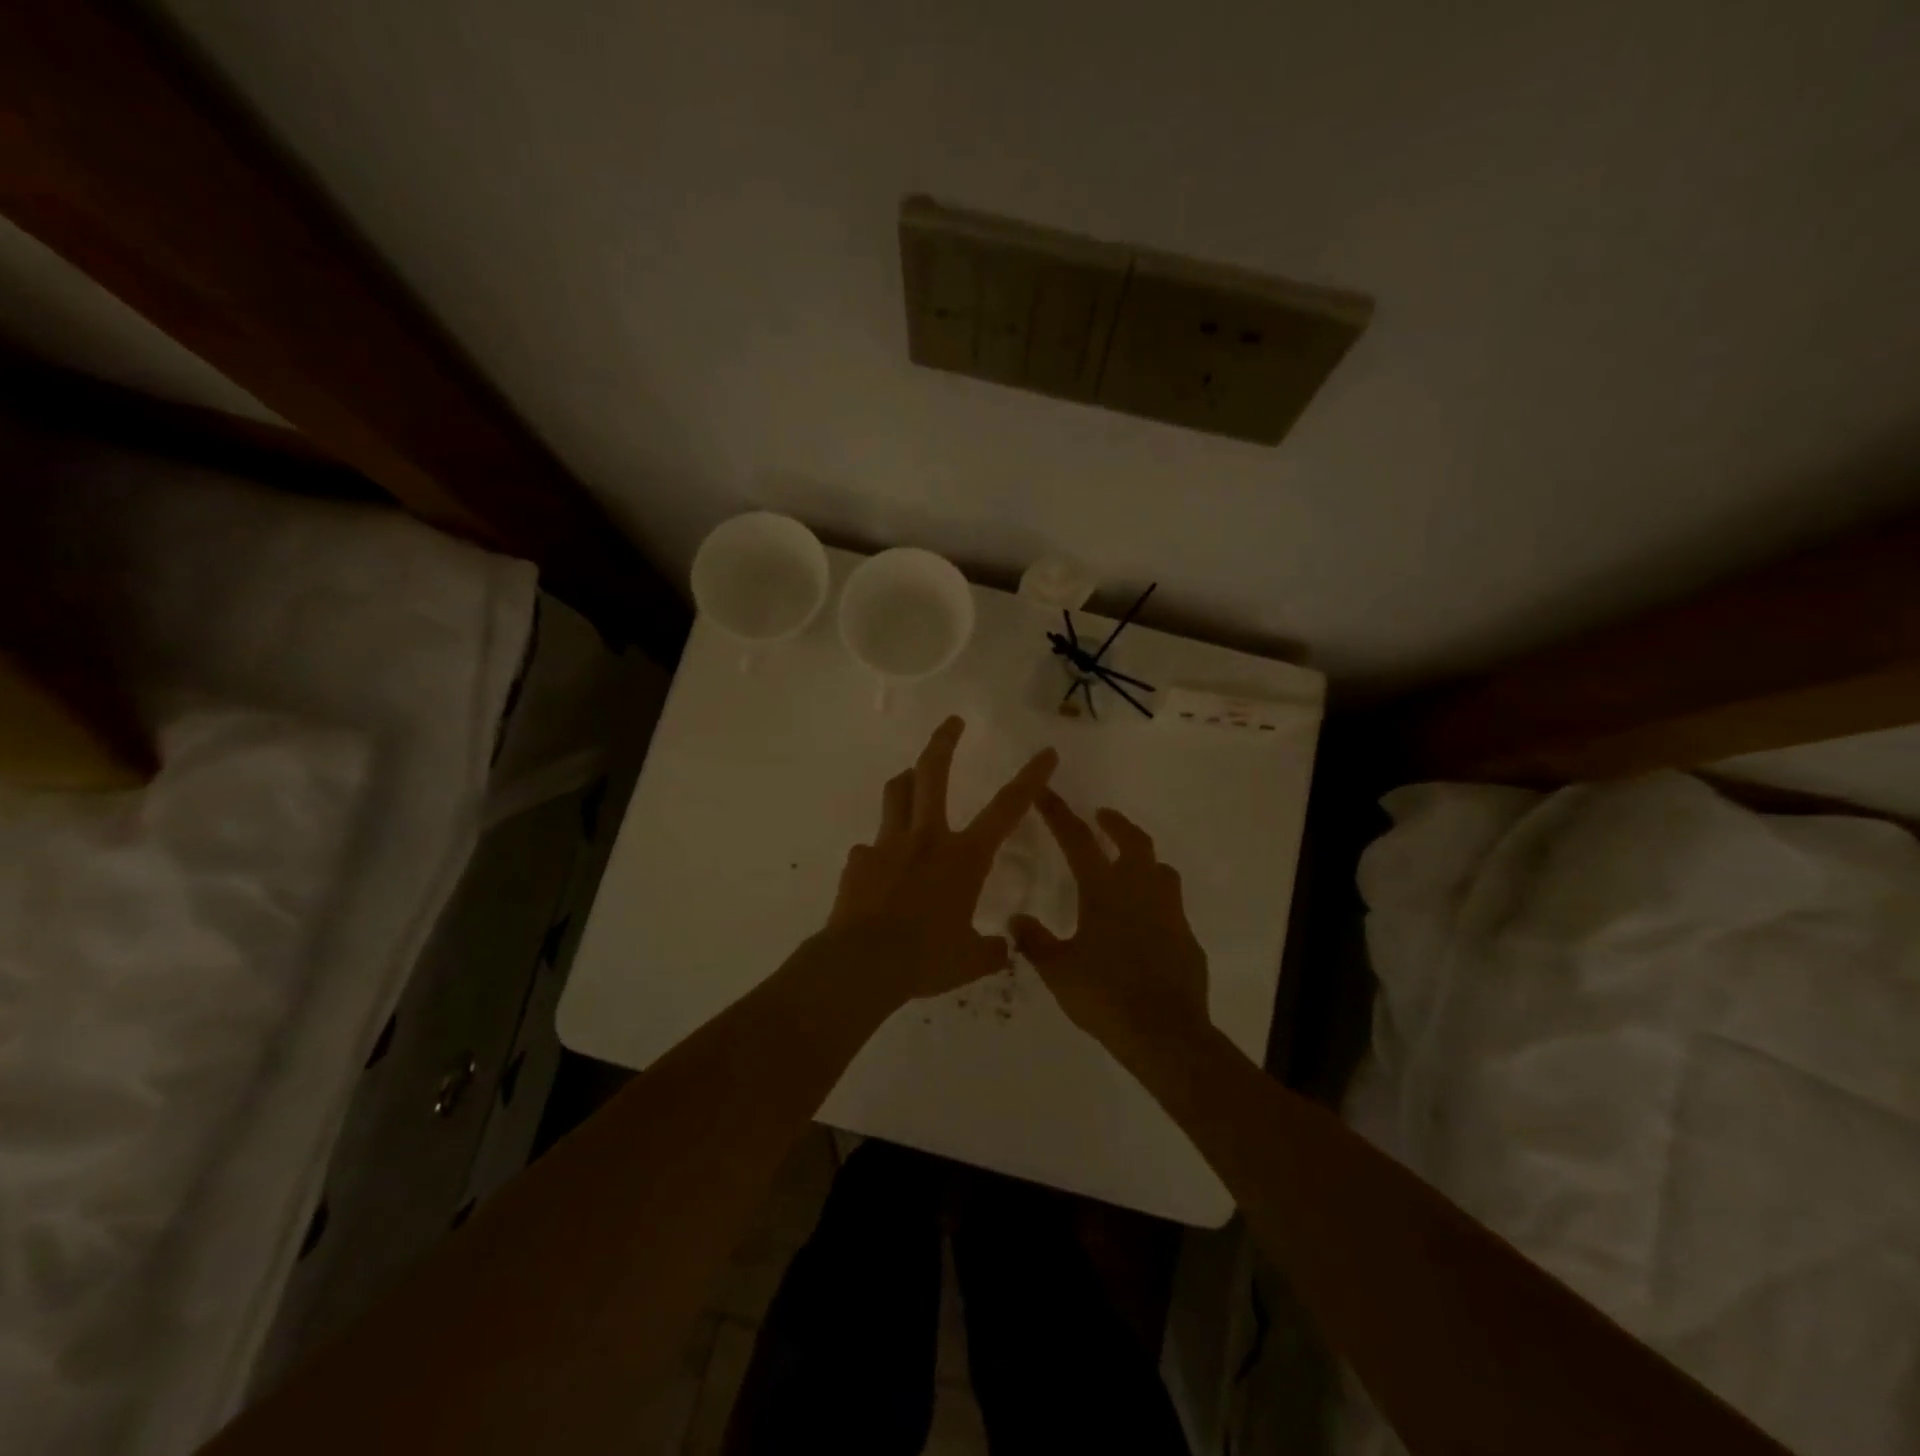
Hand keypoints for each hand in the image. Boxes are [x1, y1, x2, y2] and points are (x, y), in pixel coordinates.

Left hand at [827, 717, 1057, 1004]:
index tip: (1045, 752)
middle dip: (944, 741)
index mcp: (963, 857)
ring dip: (906, 779)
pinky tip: (879, 870)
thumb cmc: (925, 958)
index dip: (1030, 778)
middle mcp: (926, 838)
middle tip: (952, 722)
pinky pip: (871, 847)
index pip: (1007, 809)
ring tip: (910, 776)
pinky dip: (880, 851)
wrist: (862, 963)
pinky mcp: (859, 860)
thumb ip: (991, 950)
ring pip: (897, 794)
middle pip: (932, 773)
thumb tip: (1001, 949)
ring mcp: (888, 844)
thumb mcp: (970, 960)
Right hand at [1011, 791, 1210, 1066]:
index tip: (1047, 792)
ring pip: (1161, 870)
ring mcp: (1169, 914)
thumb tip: (1016, 919)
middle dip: (1116, 823)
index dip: (1059, 814)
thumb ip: (1035, 941)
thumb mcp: (1058, 970)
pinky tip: (1145, 924)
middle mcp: (1140, 891)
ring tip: (1128, 866)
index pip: (1077, 840)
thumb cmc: (1105, 995)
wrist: (1165, 1033)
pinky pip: (1171, 908)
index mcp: (1104, 891)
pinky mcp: (1187, 939)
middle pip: (1133, 841)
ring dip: (1143, 860)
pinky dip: (1156, 903)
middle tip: (1101, 817)